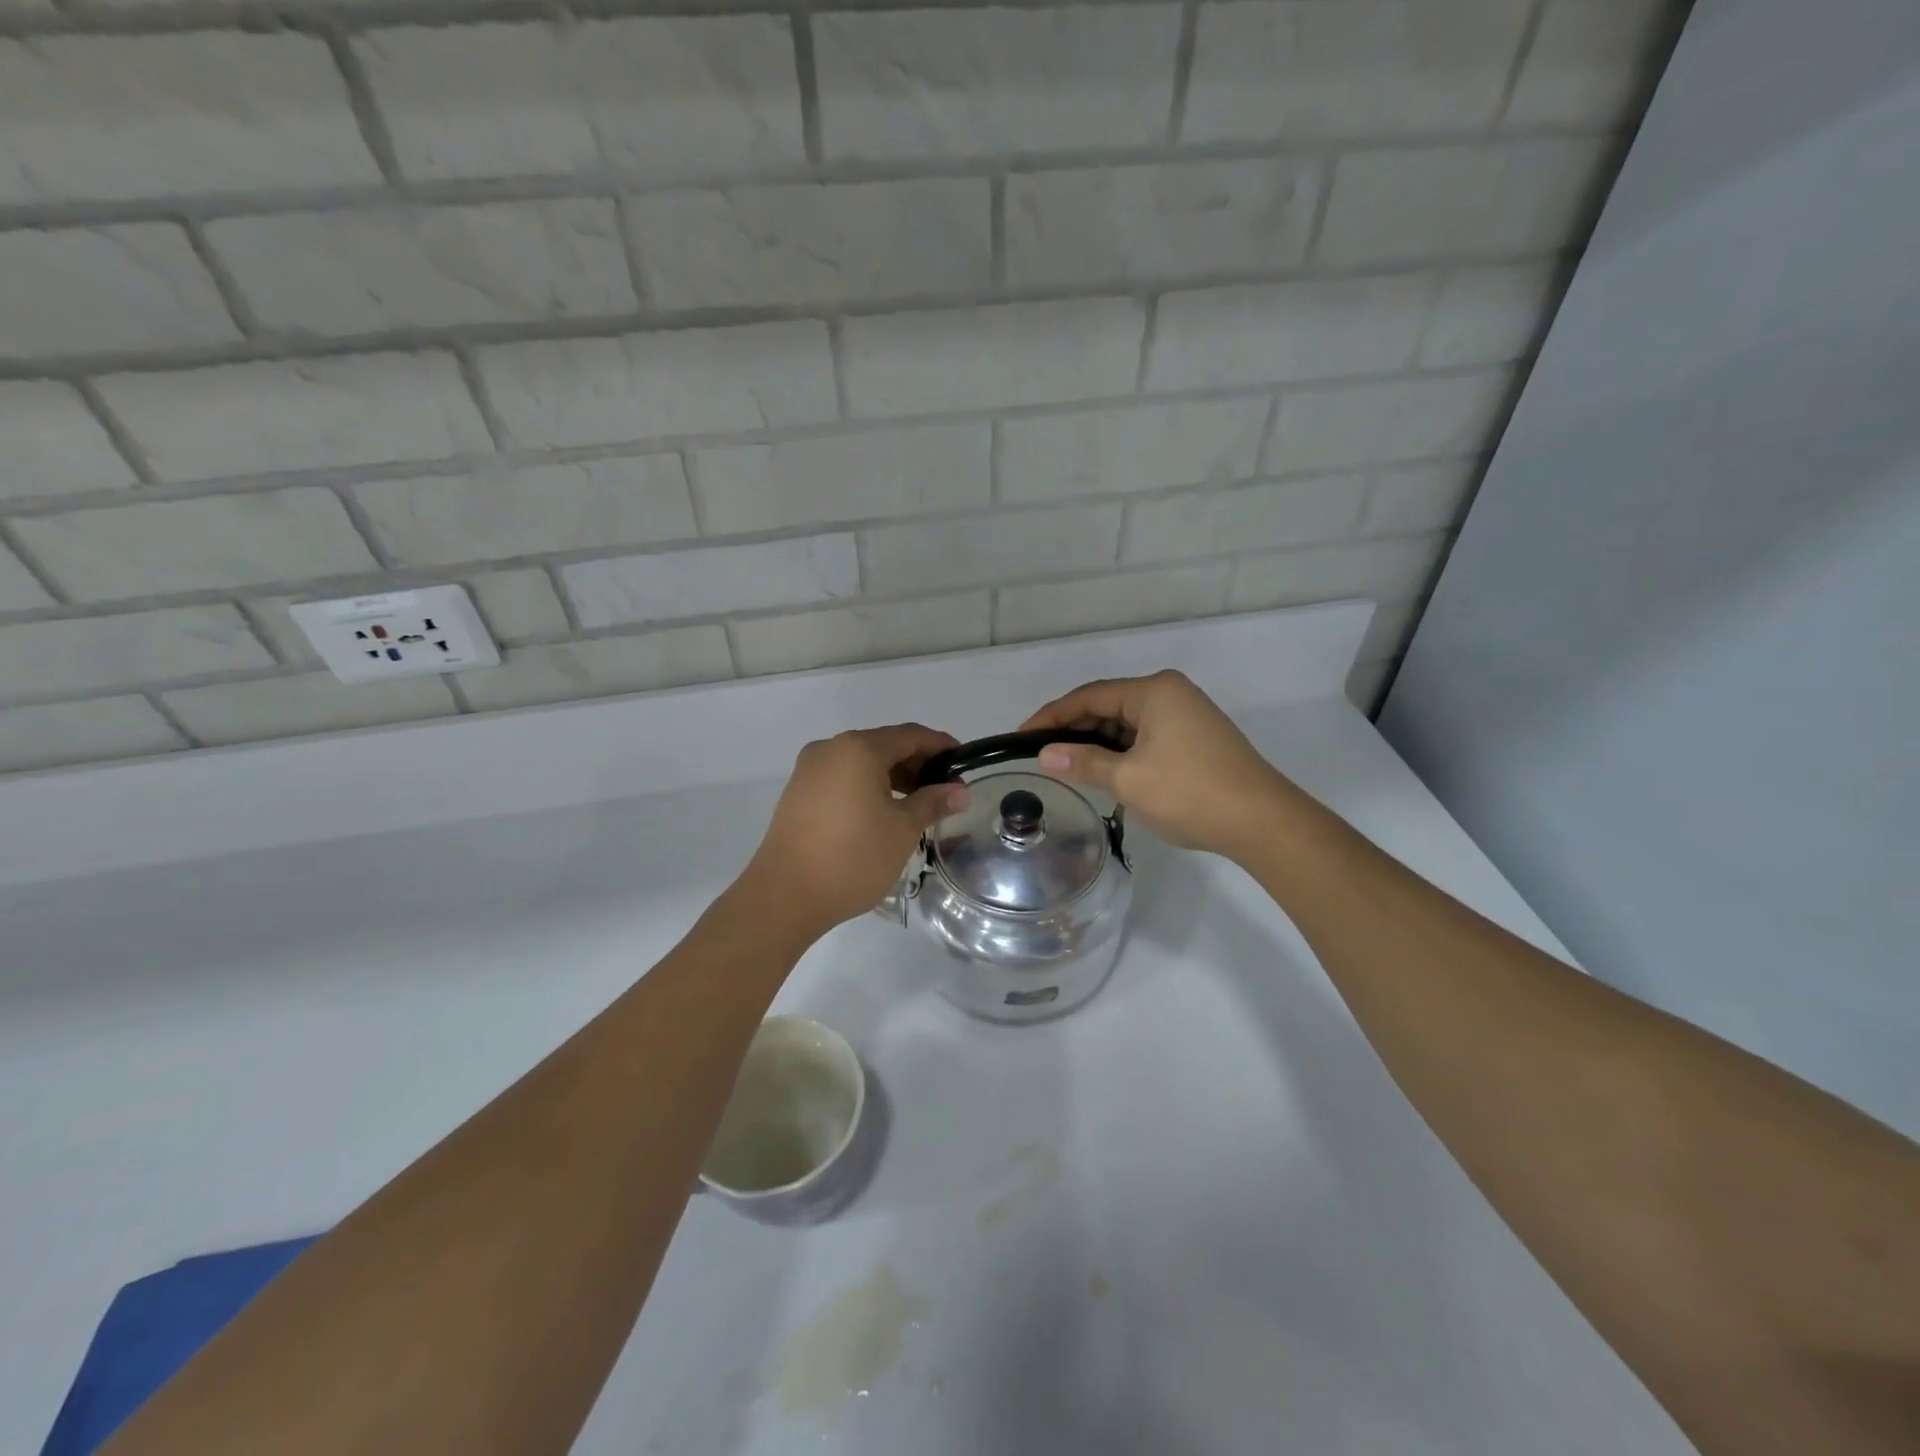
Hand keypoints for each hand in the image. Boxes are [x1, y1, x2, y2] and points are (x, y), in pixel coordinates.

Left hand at [746, 724, 969, 938]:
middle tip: (945, 790)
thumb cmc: (852, 857)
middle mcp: (830, 749)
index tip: (964, 764)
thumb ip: (932, 802)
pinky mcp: (798, 793)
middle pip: (884, 745)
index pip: (910, 735)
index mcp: (858, 748)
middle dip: (917, 764)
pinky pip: (843, 778)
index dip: (941, 746)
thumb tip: (959, 790)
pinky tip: (884, 813)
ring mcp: (809, 770)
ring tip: (919, 805)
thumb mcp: (902, 830)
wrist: (785, 896)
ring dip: (893, 777)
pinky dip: (868, 787)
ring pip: (862, 763)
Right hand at [1022, 671, 1296, 860]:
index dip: (1051, 716)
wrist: (1263, 822)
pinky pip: (1146, 736)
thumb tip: (1044, 755)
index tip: (1021, 737)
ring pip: (1127, 723)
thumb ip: (1083, 763)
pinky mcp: (1196, 737)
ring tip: (1068, 767)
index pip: (1088, 696)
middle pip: (1108, 705)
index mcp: (1154, 691)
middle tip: (1042, 755)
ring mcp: (1187, 714)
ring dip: (1098, 743)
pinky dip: (1122, 751)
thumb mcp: (1128, 779)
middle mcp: (1170, 693)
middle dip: (1074, 730)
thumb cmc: (1190, 793)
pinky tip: (1105, 771)